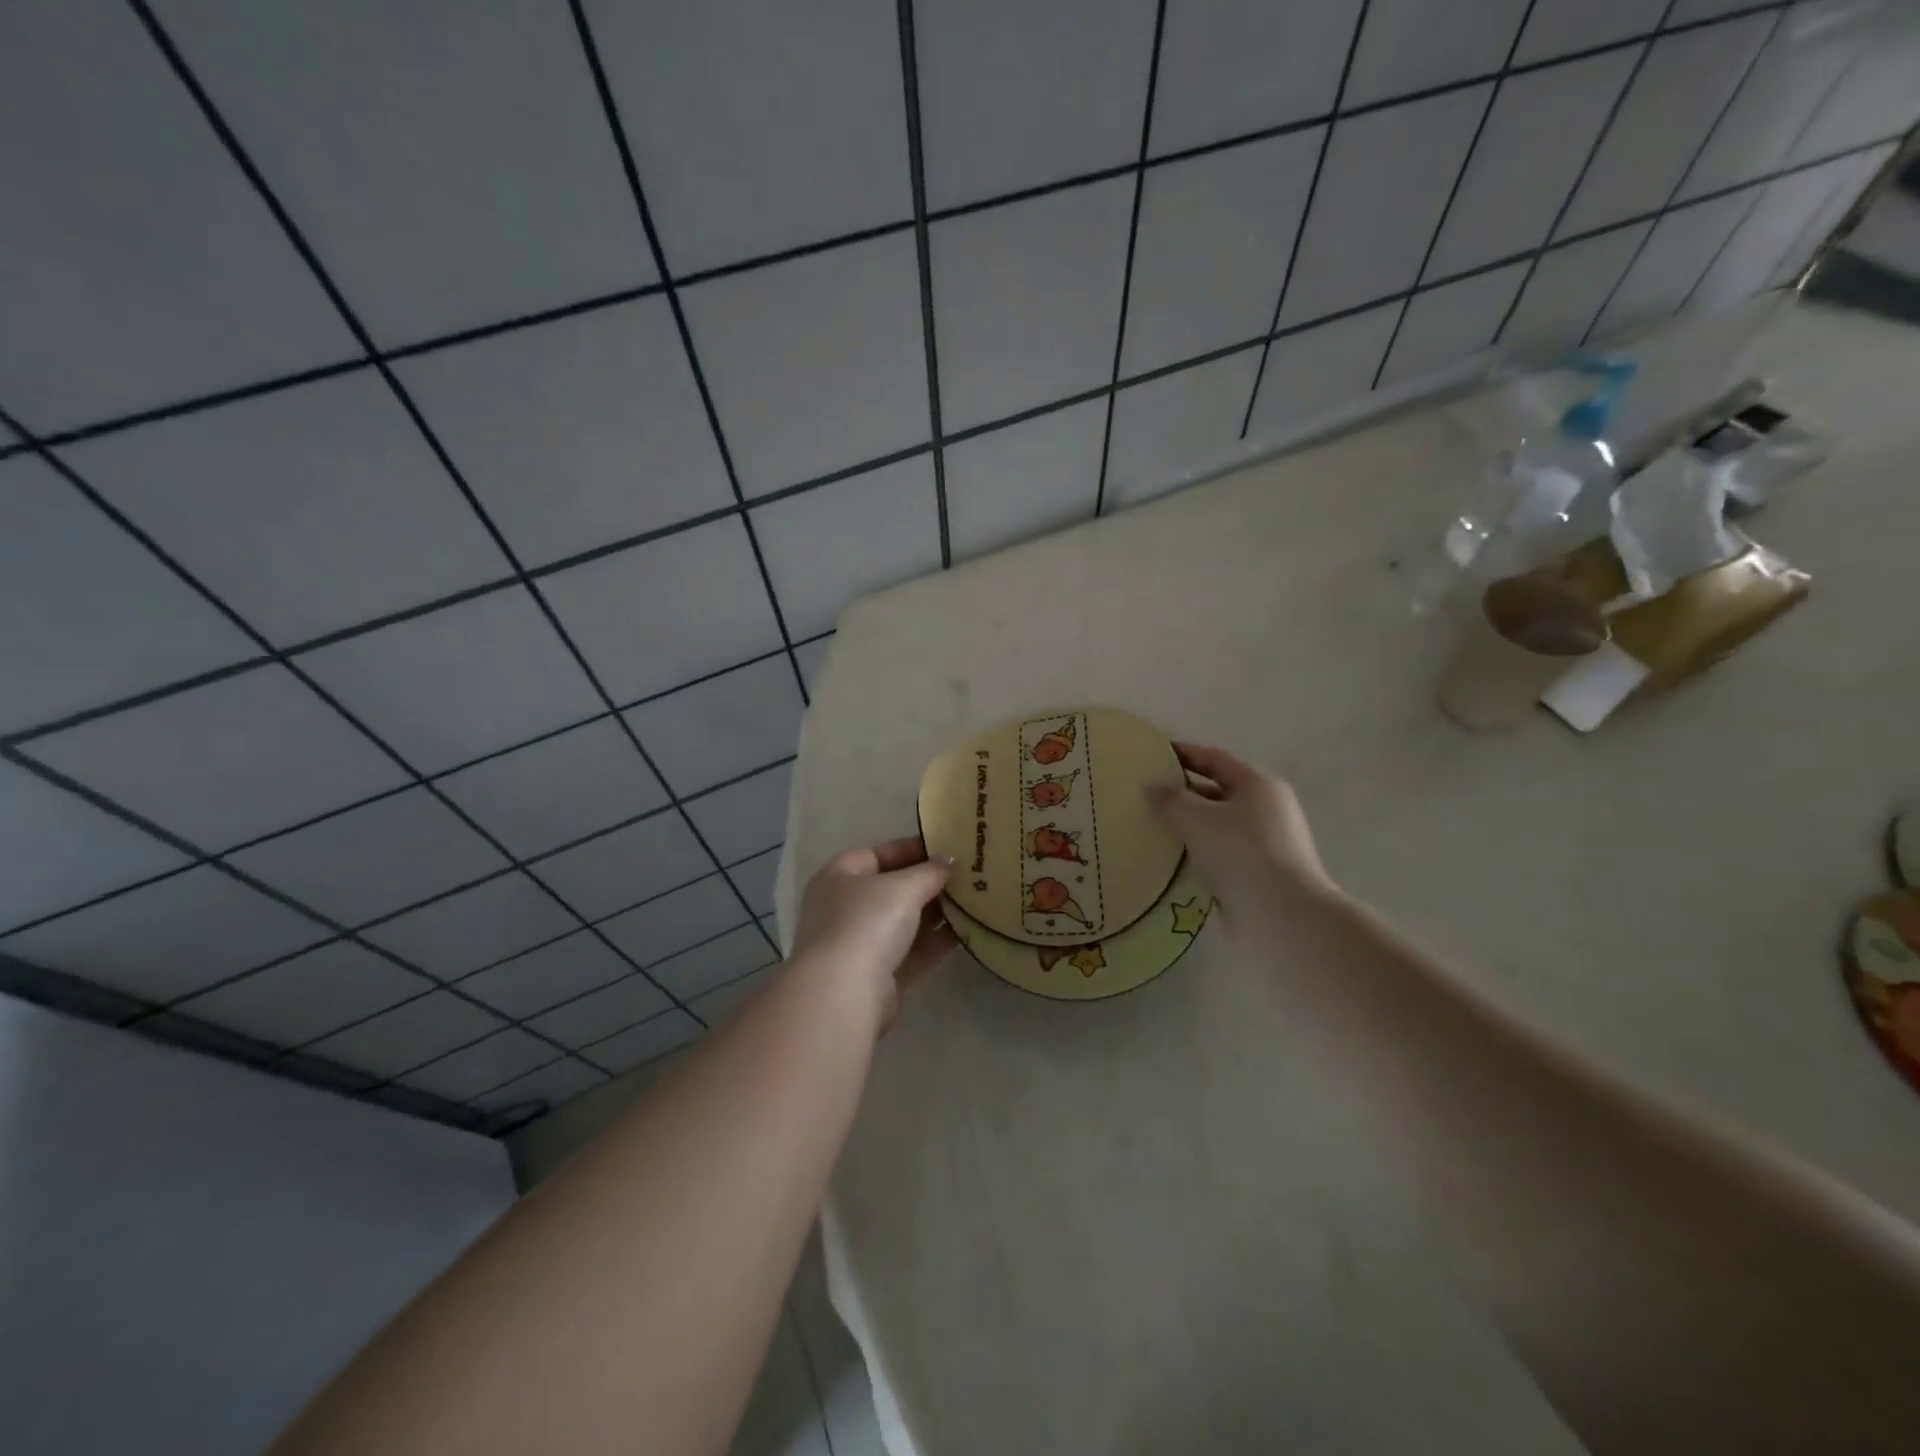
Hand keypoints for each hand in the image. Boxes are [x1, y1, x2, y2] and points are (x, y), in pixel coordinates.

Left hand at [791, 836, 956, 1032]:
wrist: (845, 993)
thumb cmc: (867, 922)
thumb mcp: (903, 887)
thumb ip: (930, 871)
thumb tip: (950, 862)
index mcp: (839, 877)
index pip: (878, 854)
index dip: (913, 849)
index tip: (949, 848)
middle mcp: (845, 908)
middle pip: (892, 889)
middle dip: (928, 883)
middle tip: (968, 875)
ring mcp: (860, 945)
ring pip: (904, 923)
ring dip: (936, 913)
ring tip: (974, 900)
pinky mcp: (879, 977)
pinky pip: (912, 952)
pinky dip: (935, 942)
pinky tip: (966, 932)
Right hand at [1147, 742, 1338, 906]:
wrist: (1282, 917)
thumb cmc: (1241, 854)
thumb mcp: (1197, 819)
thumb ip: (1170, 799)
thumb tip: (1152, 788)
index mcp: (1258, 785)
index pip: (1215, 759)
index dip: (1183, 754)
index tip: (1152, 755)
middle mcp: (1267, 809)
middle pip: (1217, 793)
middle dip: (1182, 794)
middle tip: (1145, 796)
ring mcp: (1266, 844)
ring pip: (1218, 827)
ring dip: (1188, 828)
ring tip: (1150, 829)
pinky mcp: (1258, 875)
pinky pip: (1220, 855)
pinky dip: (1197, 854)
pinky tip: (1170, 861)